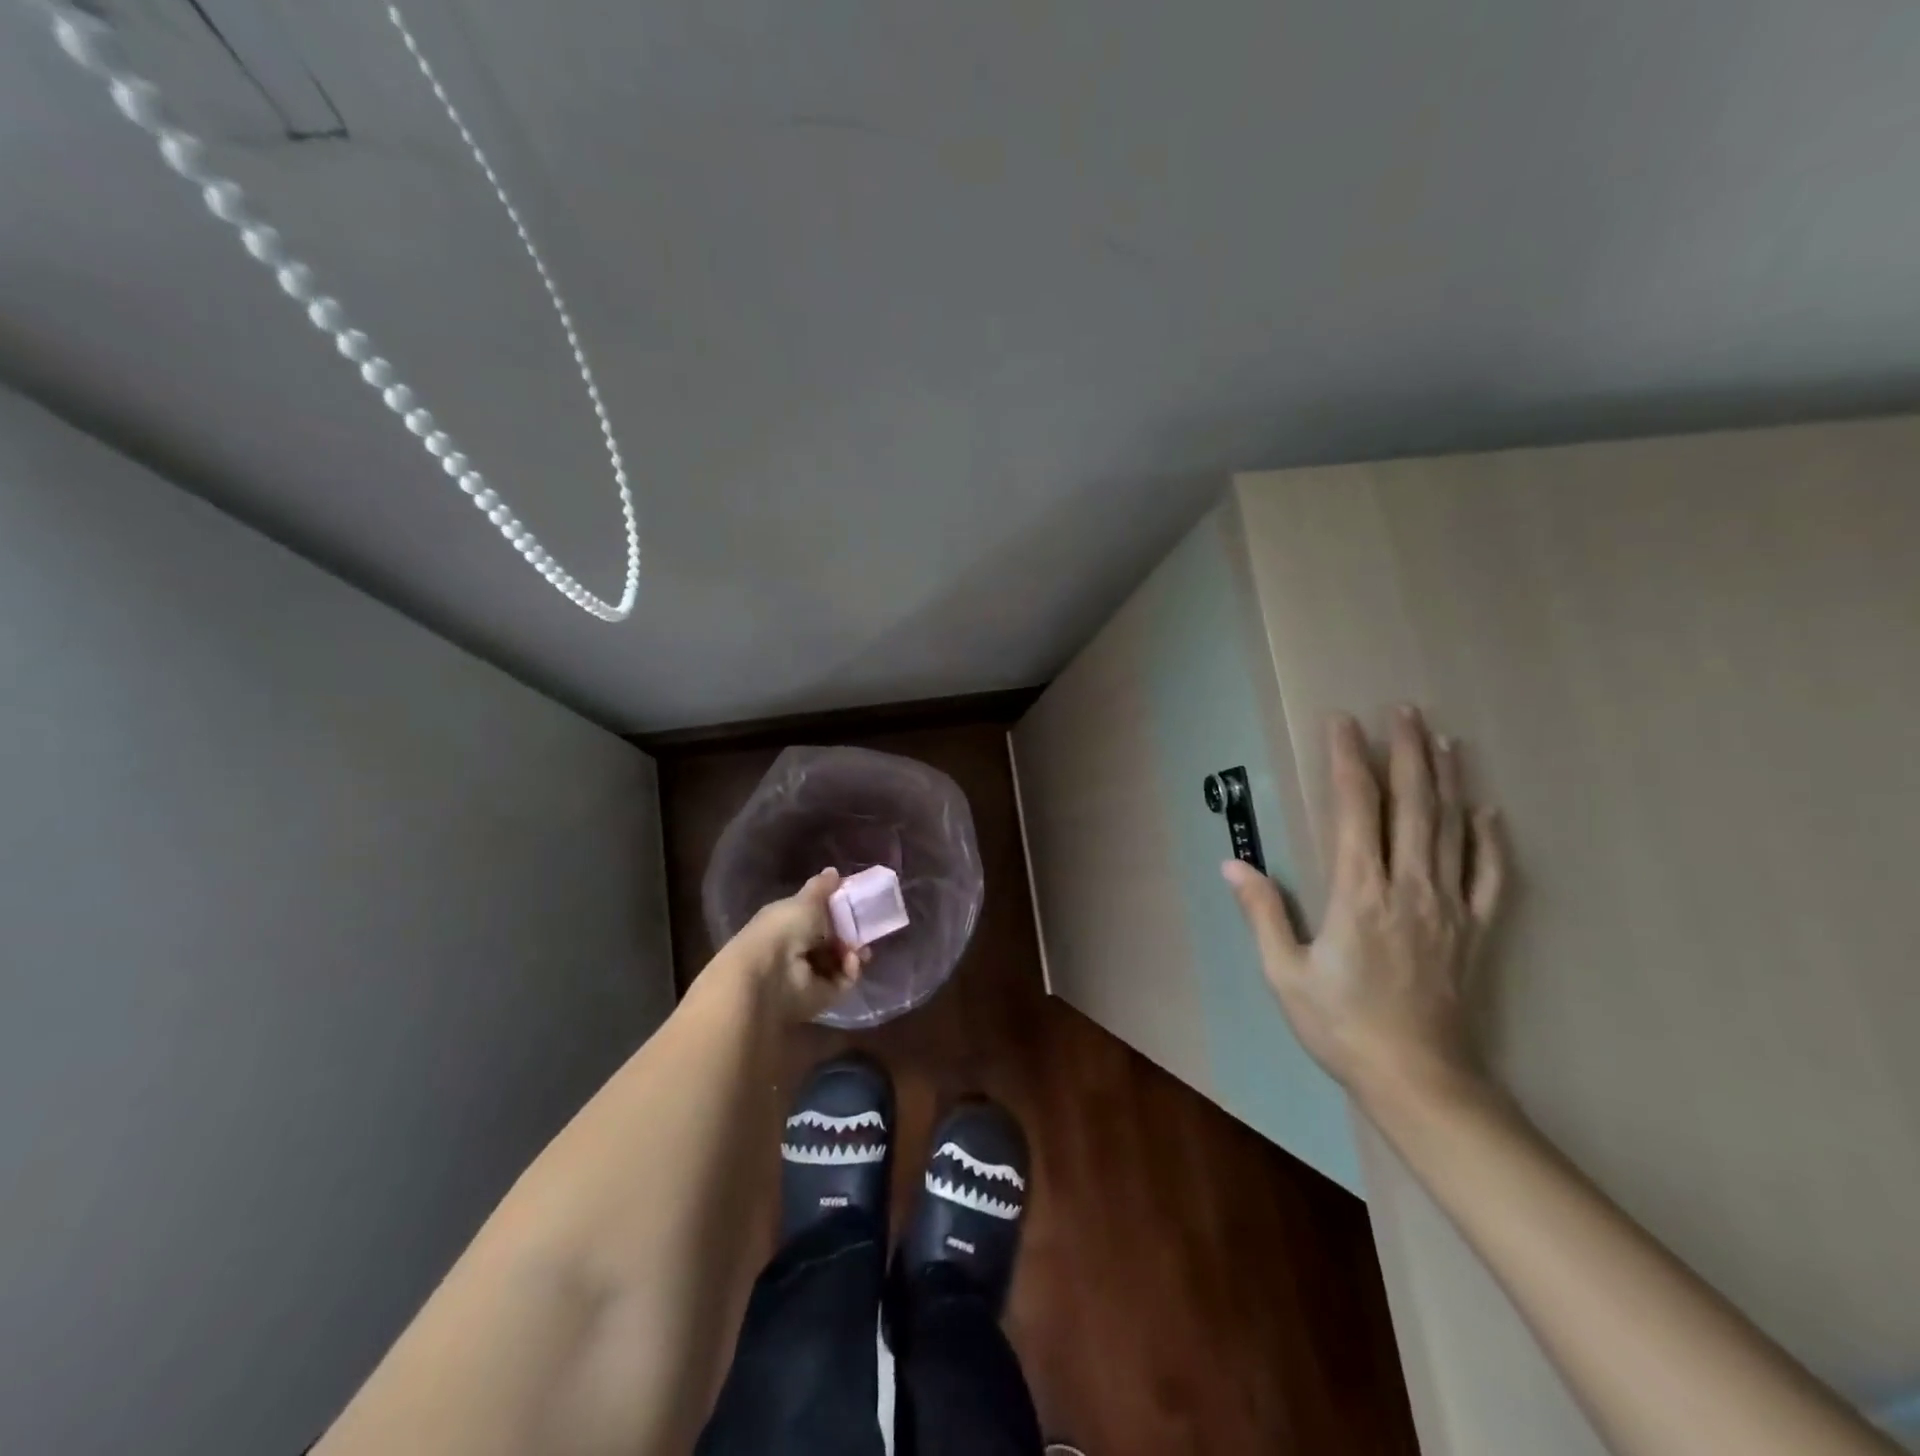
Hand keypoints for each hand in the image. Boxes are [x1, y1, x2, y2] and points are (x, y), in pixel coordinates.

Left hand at [723, 869, 868, 1023]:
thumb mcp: (805, 901)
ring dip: (853, 952)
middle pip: (832, 939)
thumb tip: (833, 871)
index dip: (837, 910)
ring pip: (840, 961)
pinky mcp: (821, 996)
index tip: (856, 903)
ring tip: (860, 950)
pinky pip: (843, 981)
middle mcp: (797, 948)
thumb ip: (822, 888)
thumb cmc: (784, 928)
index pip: (817, 915)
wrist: (770, 974)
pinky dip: (850, 971)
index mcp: (789, 922)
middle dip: (850, 933)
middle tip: (865, 929)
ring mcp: (809, 974)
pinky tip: (851, 962)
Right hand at [1223, 706, 1507, 1106]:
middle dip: (1406, 752)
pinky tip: (1488, 812)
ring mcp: (1449, 906)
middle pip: (1412, 805)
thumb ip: (1264, 913)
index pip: (1356, 809)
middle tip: (1405, 710)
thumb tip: (1232, 864)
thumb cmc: (1342, 1025)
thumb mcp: (1285, 973)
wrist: (1420, 1080)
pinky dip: (1490, 839)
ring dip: (1447, 780)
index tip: (1344, 723)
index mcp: (1359, 891)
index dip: (1349, 760)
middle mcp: (1409, 886)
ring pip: (1452, 829)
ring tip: (1444, 740)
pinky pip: (1490, 875)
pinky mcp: (1474, 930)